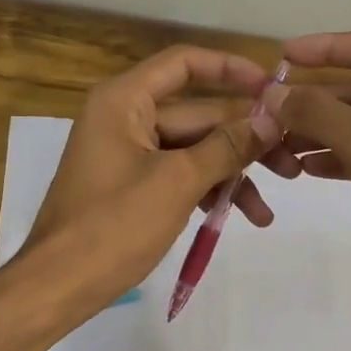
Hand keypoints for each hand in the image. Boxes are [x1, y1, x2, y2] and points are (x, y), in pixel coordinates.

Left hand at [22, 45, 282, 312]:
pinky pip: (181, 176)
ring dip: (233, 173)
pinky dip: (209, 191)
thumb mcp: (177, 182)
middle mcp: (126, 118)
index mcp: (124, 101)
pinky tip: (244, 217)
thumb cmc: (112, 225)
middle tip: (292, 162)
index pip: (184, 65)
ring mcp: (130, 155)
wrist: (58, 285)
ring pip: (195, 150)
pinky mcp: (135, 187)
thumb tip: (271, 119)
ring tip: (271, 205)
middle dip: (245, 139)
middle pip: (198, 114)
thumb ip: (226, 147)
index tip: (273, 87)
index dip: (230, 69)